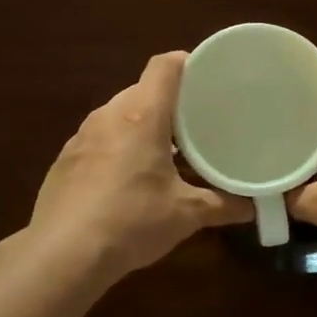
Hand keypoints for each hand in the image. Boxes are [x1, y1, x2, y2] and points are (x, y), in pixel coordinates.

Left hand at [30, 52, 250, 280]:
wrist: (63, 254)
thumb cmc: (132, 221)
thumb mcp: (185, 214)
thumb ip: (222, 205)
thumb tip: (253, 206)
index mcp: (142, 114)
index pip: (165, 66)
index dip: (188, 63)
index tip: (209, 77)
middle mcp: (109, 114)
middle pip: (143, 90)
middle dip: (169, 102)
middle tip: (196, 123)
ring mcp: (82, 136)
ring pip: (119, 114)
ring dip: (142, 125)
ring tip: (166, 151)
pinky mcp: (65, 159)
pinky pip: (99, 139)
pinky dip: (118, 146)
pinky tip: (128, 178)